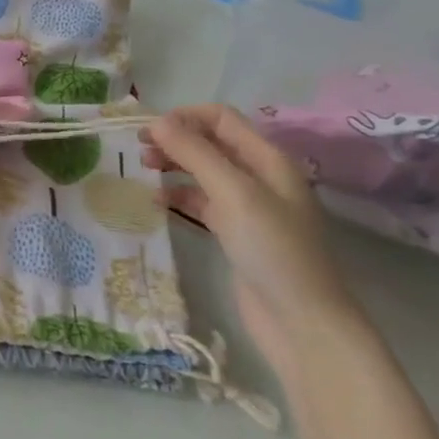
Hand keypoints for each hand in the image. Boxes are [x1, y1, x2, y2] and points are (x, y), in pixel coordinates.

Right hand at [140, 104, 365, 385]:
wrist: (300, 321)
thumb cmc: (272, 249)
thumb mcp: (234, 194)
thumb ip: (195, 154)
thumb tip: (157, 121)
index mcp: (267, 159)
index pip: (221, 118)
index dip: (184, 117)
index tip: (146, 130)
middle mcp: (259, 176)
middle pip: (211, 142)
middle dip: (175, 139)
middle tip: (138, 149)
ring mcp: (248, 206)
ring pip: (203, 171)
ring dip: (174, 165)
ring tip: (143, 169)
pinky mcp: (235, 232)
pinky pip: (202, 202)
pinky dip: (178, 196)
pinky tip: (156, 201)